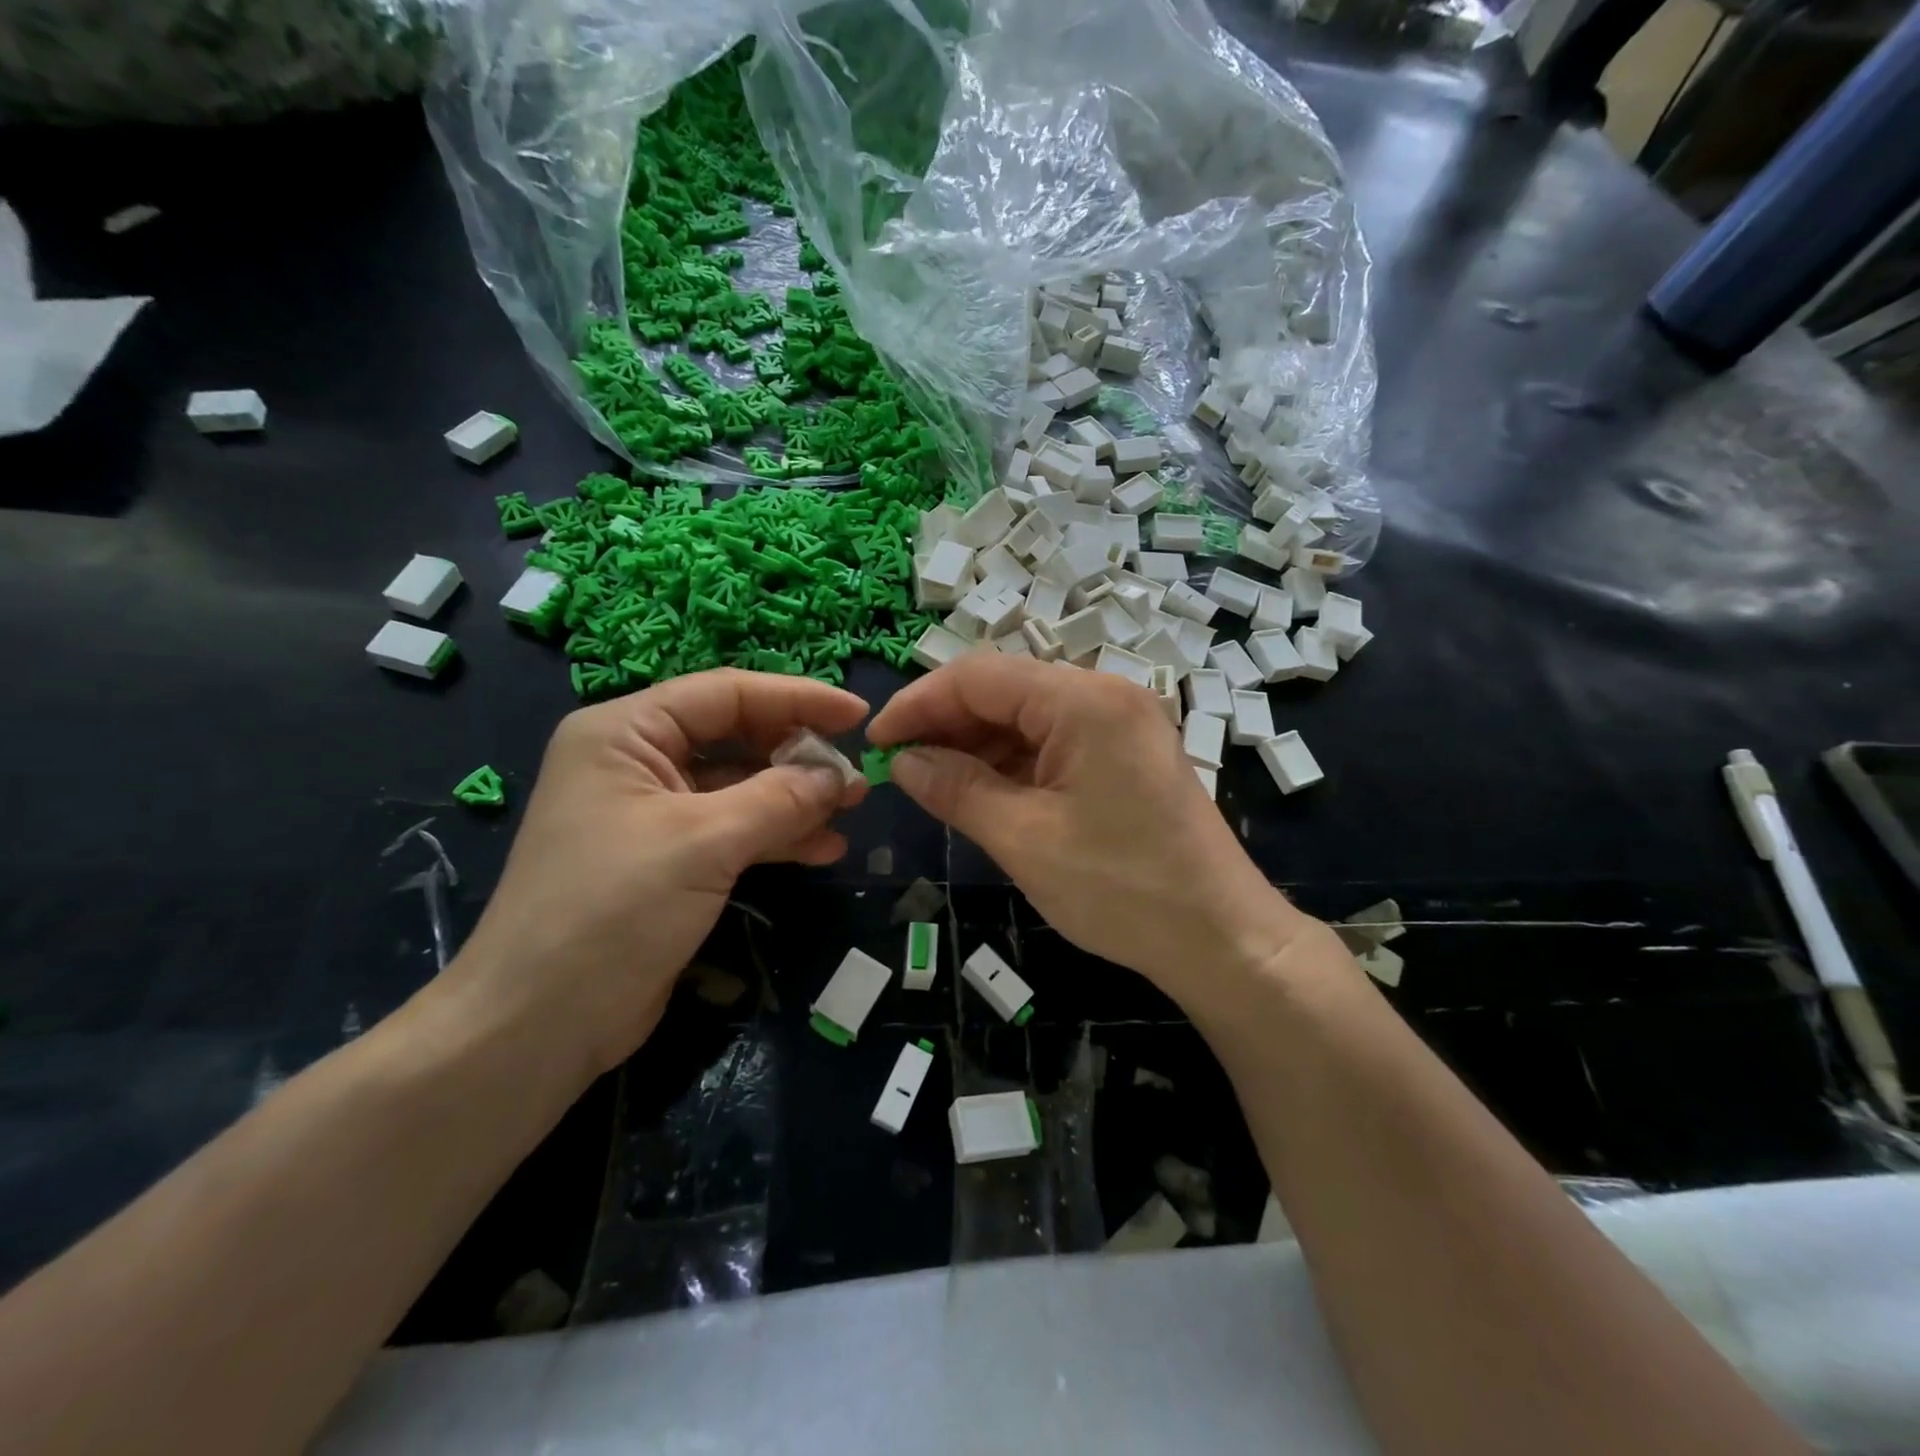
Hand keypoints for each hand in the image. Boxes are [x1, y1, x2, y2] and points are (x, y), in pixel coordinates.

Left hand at [449, 670, 868, 1081]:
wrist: (539, 1025)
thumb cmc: (612, 910)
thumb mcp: (704, 843)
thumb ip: (779, 799)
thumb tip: (839, 776)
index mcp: (625, 733)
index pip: (725, 694)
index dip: (796, 698)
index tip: (857, 715)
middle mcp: (636, 763)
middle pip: (734, 737)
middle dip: (798, 755)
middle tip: (856, 775)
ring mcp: (652, 814)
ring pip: (739, 787)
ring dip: (795, 798)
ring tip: (852, 811)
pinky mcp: (668, 861)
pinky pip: (733, 831)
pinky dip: (777, 837)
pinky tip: (823, 849)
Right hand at [867, 654, 1308, 997]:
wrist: (1220, 938)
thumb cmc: (1120, 889)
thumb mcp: (1023, 839)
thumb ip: (956, 789)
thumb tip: (902, 761)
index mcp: (1083, 700)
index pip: (979, 677)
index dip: (918, 703)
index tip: (877, 741)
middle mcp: (1104, 695)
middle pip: (1004, 691)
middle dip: (946, 724)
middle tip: (900, 767)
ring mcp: (1119, 724)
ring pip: (1027, 717)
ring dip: (976, 744)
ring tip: (931, 782)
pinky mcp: (1124, 754)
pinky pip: (1053, 742)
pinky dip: (1012, 762)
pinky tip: (980, 789)